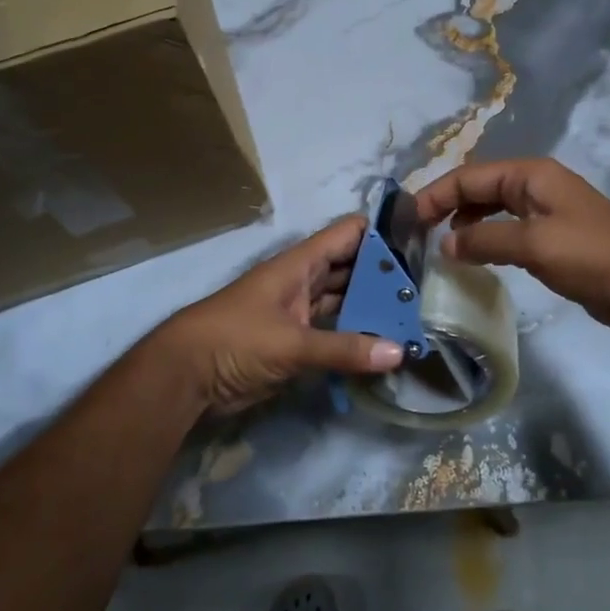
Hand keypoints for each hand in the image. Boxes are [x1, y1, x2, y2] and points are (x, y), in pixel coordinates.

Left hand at [151, 216, 405, 416]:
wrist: (184, 376)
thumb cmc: (235, 341)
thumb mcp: (291, 344)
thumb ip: (344, 349)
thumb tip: (398, 353)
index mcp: (299, 265)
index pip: (347, 235)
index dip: (380, 234)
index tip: (418, 243)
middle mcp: (302, 282)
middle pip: (350, 269)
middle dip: (383, 277)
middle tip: (425, 290)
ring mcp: (298, 312)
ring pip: (343, 301)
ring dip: (371, 308)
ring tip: (412, 317)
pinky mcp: (294, 342)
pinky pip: (333, 332)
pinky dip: (355, 336)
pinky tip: (382, 346)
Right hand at [416, 159, 609, 329]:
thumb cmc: (587, 255)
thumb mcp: (532, 245)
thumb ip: (484, 240)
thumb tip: (446, 244)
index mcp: (531, 175)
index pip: (470, 176)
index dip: (436, 194)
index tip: (409, 219)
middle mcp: (535, 184)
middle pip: (479, 186)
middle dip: (447, 203)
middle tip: (418, 230)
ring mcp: (545, 208)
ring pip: (492, 206)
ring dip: (465, 220)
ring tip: (441, 241)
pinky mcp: (551, 234)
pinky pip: (507, 227)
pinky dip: (485, 235)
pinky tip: (474, 252)